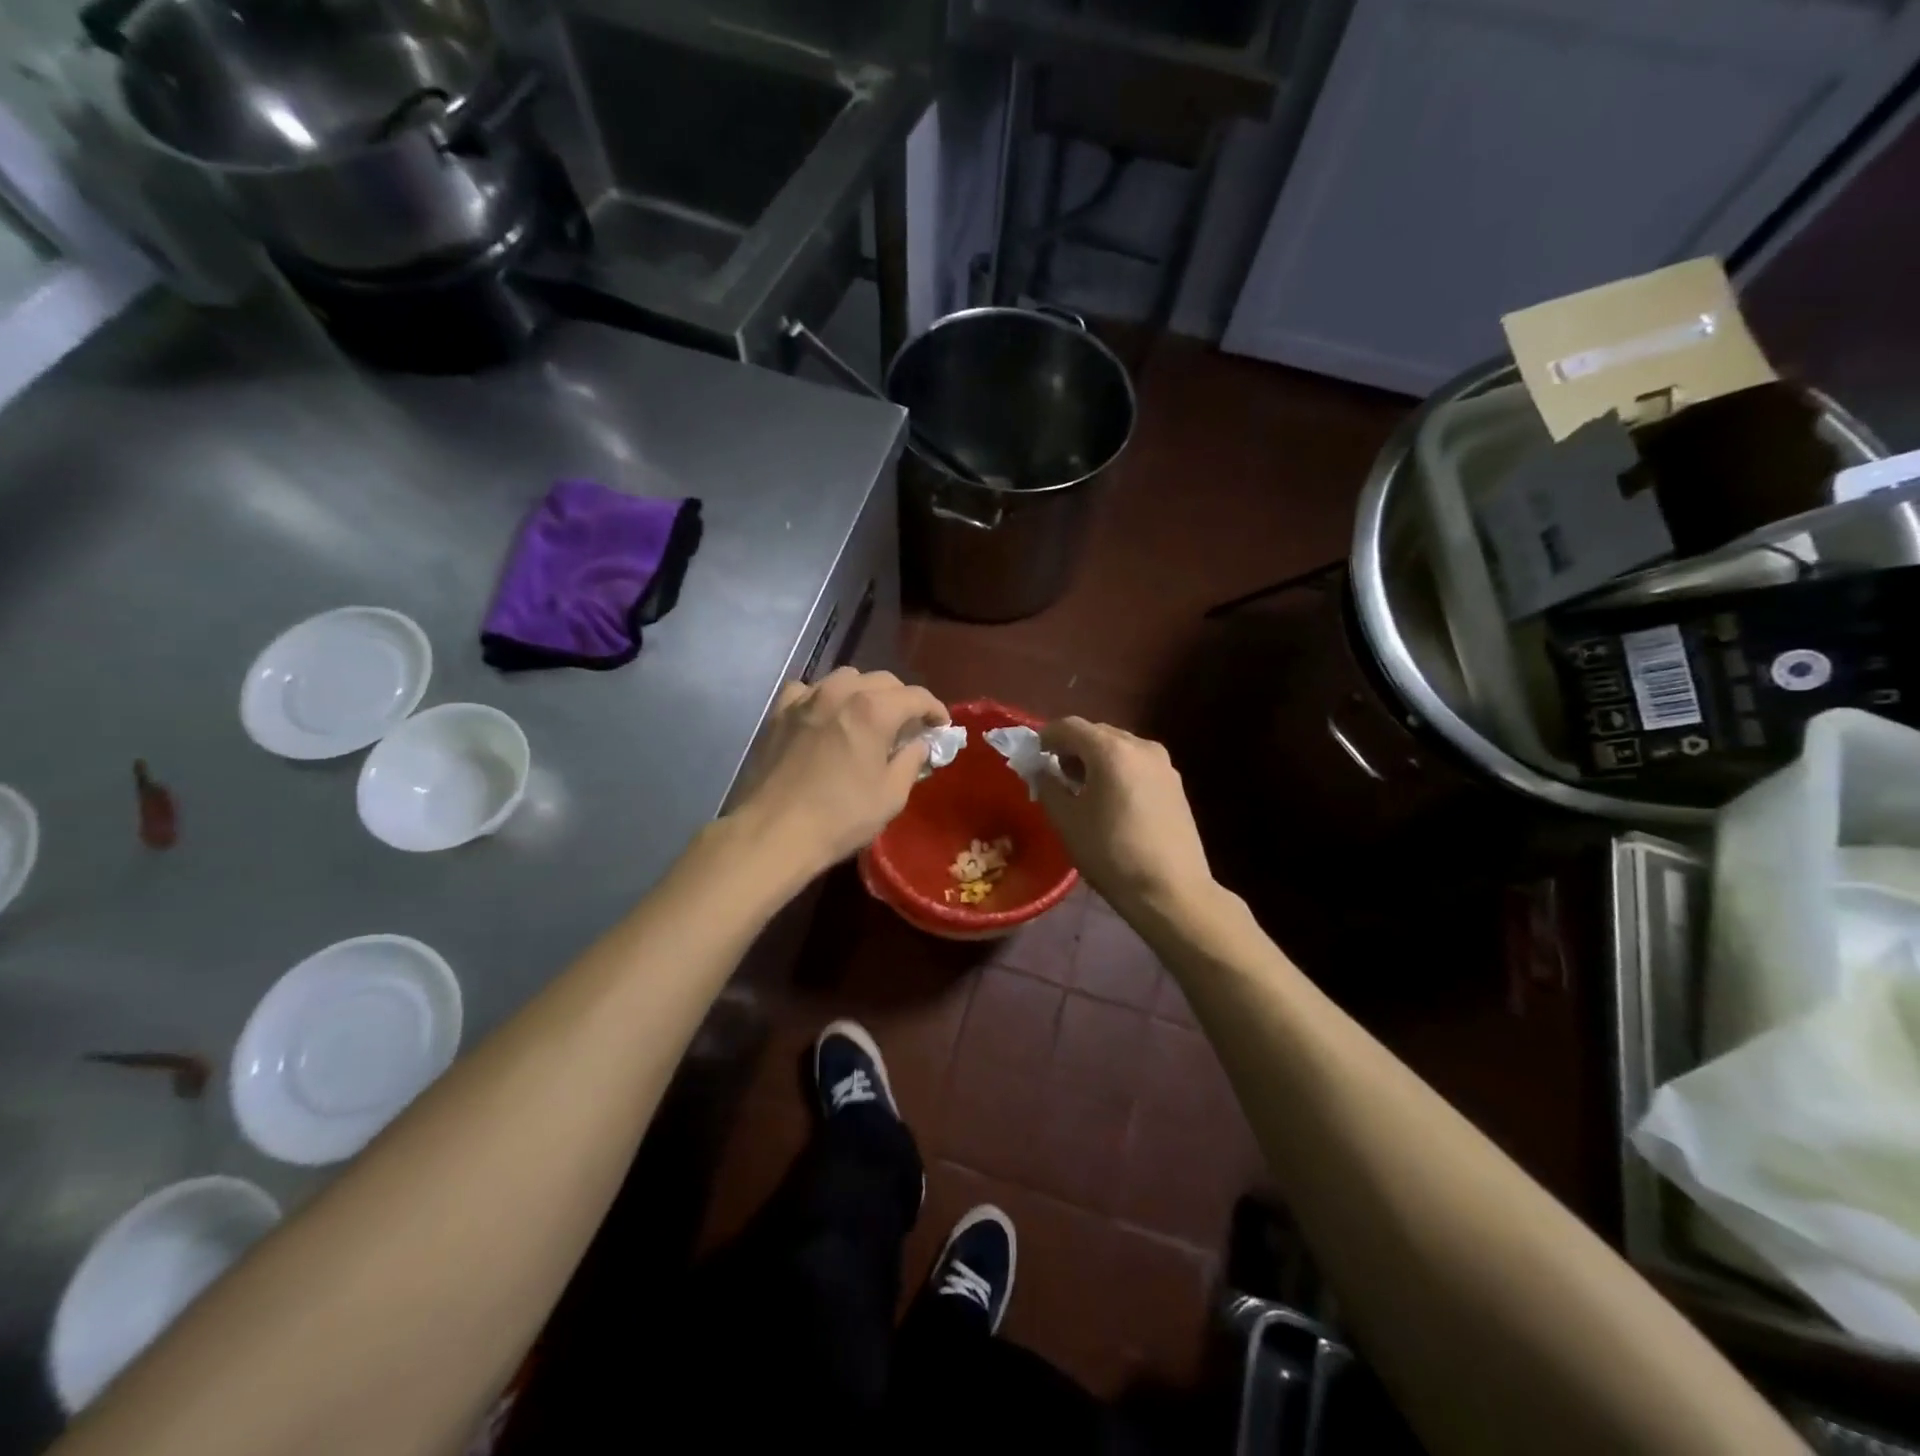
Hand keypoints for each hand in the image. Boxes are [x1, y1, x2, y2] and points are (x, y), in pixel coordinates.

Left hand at [733, 667, 947, 873]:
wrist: (773, 832)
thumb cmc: (840, 817)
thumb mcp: (891, 795)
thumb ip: (911, 760)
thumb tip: (918, 744)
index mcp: (873, 710)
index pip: (916, 696)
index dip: (935, 709)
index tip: (941, 726)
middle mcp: (840, 692)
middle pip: (883, 681)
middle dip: (902, 700)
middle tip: (908, 726)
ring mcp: (806, 698)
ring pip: (846, 678)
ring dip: (864, 693)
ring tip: (868, 718)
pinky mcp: (780, 712)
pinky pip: (808, 690)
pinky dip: (824, 697)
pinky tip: (825, 717)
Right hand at [1037, 717, 1213, 914]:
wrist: (1171, 890)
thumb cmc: (1111, 854)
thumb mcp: (1067, 821)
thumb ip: (1048, 785)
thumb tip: (1042, 770)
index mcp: (1111, 750)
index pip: (1069, 726)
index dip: (1046, 737)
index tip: (1034, 757)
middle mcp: (1141, 746)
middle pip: (1097, 733)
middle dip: (1072, 748)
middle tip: (1056, 775)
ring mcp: (1163, 764)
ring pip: (1119, 748)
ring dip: (1096, 759)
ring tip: (1083, 790)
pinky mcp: (1176, 784)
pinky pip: (1137, 764)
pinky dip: (1118, 771)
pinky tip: (1111, 801)